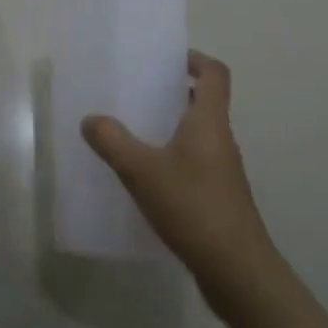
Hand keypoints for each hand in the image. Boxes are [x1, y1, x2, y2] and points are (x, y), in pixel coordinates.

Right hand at [82, 49, 327, 327]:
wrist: (236, 269)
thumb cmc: (193, 207)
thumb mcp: (143, 172)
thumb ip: (114, 142)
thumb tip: (91, 119)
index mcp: (210, 122)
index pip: (214, 73)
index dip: (195, 59)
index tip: (168, 59)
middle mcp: (221, 139)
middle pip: (206, 101)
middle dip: (176, 92)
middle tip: (140, 92)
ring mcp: (223, 170)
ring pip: (199, 134)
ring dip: (173, 126)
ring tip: (135, 131)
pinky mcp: (218, 196)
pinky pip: (195, 162)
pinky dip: (174, 157)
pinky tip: (147, 177)